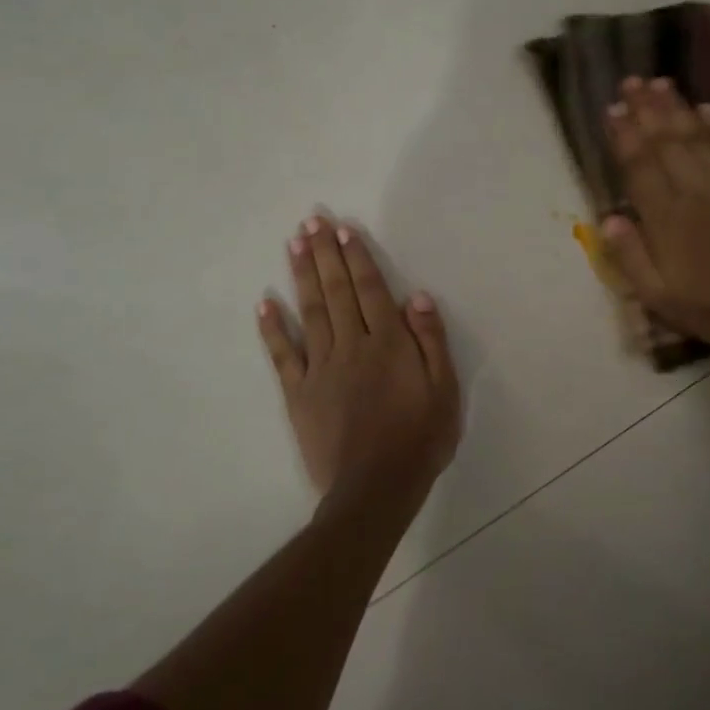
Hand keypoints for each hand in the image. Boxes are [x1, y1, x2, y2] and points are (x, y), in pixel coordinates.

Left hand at [258, 217, 461, 504]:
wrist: (376, 488)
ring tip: (293, 244)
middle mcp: (352, 346)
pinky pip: (283, 355)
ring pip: (310, 312)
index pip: (370, 289)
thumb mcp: (444, 390)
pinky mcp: (299, 393)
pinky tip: (264, 303)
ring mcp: (321, 368)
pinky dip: (273, 328)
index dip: (357, 257)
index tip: (344, 230)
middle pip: (336, 291)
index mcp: (388, 343)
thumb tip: (416, 297)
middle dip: (324, 253)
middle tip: (312, 221)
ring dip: (301, 276)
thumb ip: (431, 341)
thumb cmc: (419, 438)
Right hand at [599, 77, 709, 351]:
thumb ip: (630, 256)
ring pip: (697, 135)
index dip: (624, 135)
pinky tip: (707, 107)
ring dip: (676, 107)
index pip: (639, 166)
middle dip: (646, 109)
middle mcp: (694, 190)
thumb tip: (607, 218)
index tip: (612, 109)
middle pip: (665, 140)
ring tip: (660, 82)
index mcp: (666, 218)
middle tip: (631, 81)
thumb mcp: (658, 296)